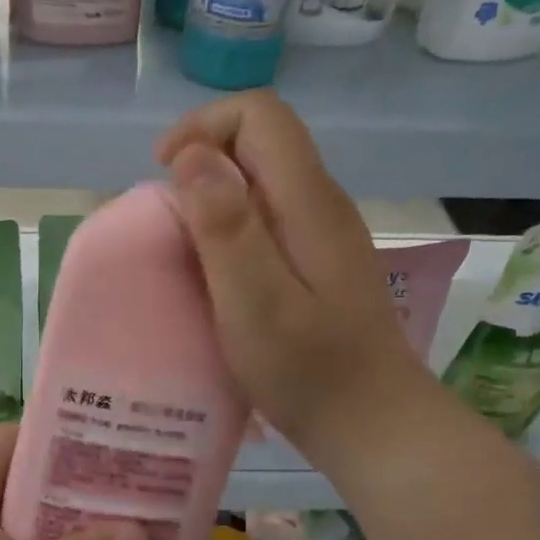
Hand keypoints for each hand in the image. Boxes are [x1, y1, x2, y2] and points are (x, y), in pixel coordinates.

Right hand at [156, 90, 434, 468]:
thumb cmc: (309, 371)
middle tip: (169, 221)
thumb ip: (225, 226)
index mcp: (308, 202)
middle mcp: (321, 203)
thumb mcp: (255, 302)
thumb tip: (193, 155)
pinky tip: (216, 273)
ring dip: (213, 196)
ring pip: (262, 179)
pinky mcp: (319, 260)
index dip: (204, 127)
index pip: (260, 115)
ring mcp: (324, 232)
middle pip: (261, 140)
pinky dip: (230, 226)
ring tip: (184, 248)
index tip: (166, 175)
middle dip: (203, 161)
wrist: (372, 424)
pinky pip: (268, 215)